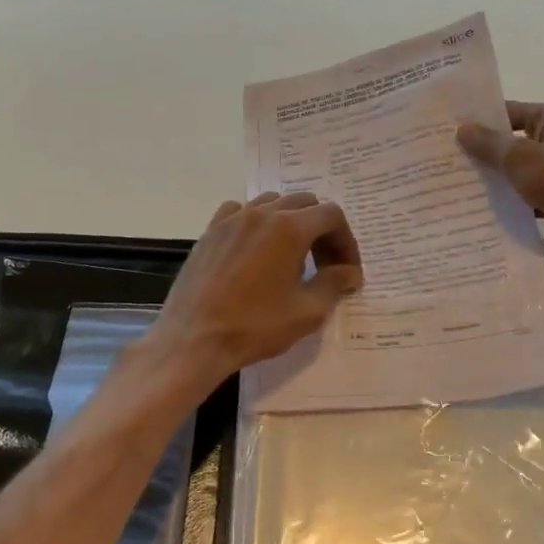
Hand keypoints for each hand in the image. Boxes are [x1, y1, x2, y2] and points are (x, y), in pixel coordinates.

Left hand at [150, 192, 363, 383]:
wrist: (193, 340)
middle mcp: (261, 213)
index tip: (347, 271)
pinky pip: (240, 211)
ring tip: (292, 255)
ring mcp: (231, 219)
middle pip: (304, 203)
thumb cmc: (254, 326)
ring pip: (272, 202)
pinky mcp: (210, 232)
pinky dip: (256, 222)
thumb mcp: (307, 311)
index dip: (346, 241)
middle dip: (322, 230)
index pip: (332, 216)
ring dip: (291, 222)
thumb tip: (350, 272)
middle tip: (325, 265)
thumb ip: (334, 284)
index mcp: (289, 228)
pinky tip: (255, 248)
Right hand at [457, 101, 543, 270]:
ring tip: (454, 183)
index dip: (482, 119)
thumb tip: (461, 128)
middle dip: (482, 151)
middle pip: (512, 141)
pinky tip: (478, 208)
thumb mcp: (520, 157)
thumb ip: (489, 143)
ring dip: (492, 178)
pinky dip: (506, 201)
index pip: (511, 111)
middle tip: (445, 158)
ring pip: (516, 171)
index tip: (450, 129)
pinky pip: (523, 195)